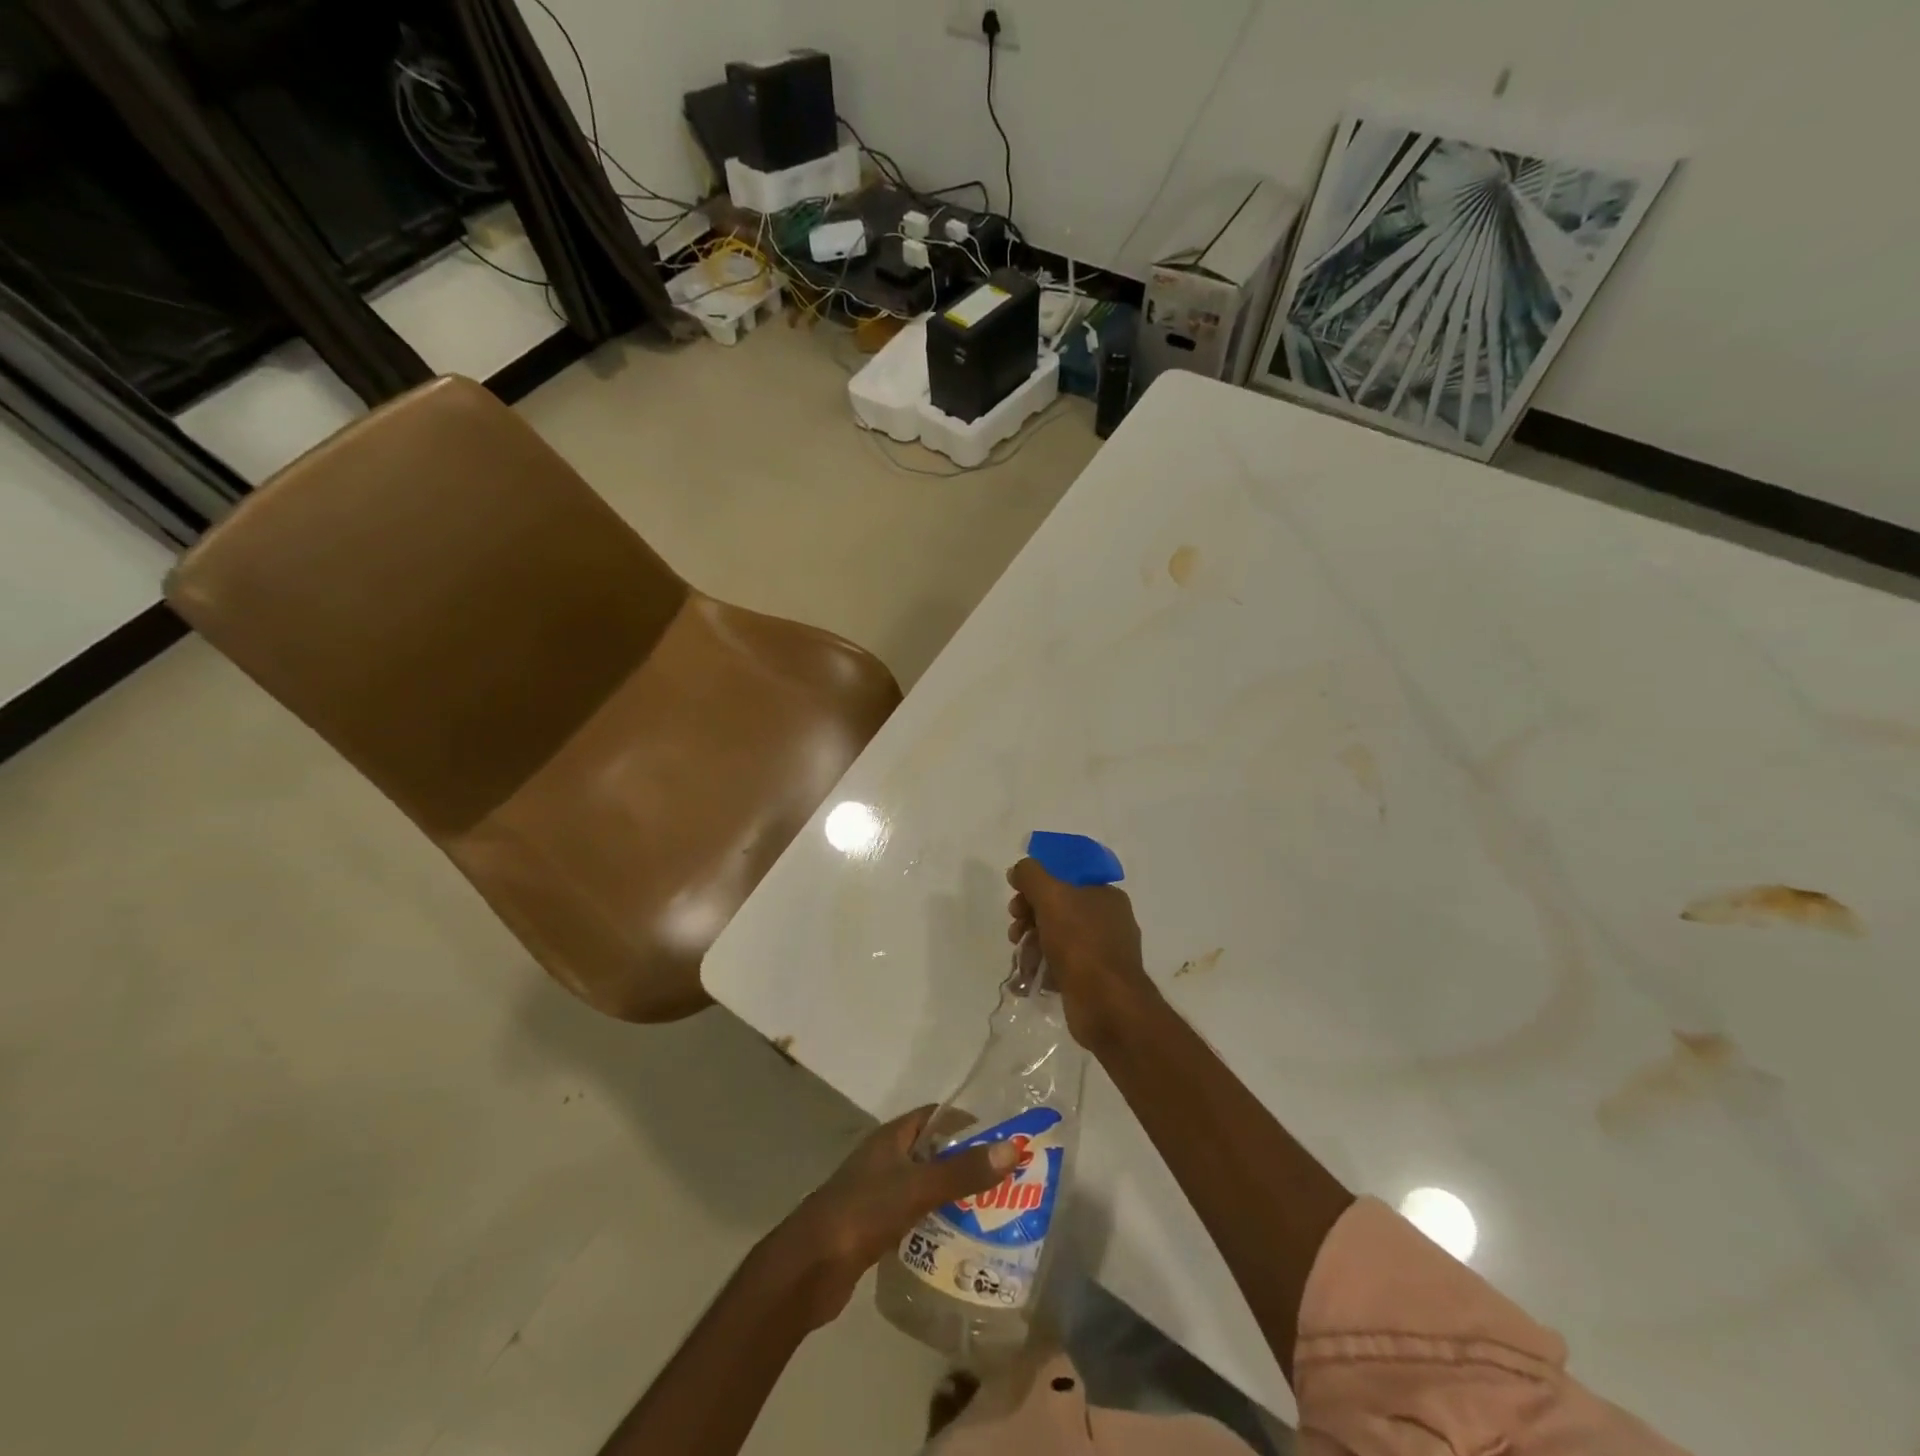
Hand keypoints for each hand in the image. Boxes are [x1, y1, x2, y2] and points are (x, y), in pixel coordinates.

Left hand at [761, 1106, 1017, 1330]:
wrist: (808, 1269)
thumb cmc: (861, 1212)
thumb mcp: (917, 1187)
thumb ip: (963, 1171)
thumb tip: (1013, 1148)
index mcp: (891, 1138)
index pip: (934, 1117)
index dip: (966, 1123)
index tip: (1001, 1139)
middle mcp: (885, 1160)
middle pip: (932, 1153)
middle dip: (965, 1164)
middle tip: (1005, 1182)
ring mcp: (878, 1195)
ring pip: (924, 1188)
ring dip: (952, 1197)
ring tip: (992, 1214)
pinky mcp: (874, 1229)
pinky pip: (914, 1218)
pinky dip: (935, 1225)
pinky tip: (959, 1243)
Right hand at [1007, 857, 1158, 1050]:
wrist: (1107, 1005)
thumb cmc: (1081, 943)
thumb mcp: (1051, 896)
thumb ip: (1031, 875)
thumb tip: (1018, 870)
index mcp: (1106, 896)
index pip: (1066, 880)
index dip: (1037, 886)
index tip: (1017, 900)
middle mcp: (1108, 921)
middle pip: (1058, 909)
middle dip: (1029, 917)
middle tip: (1015, 930)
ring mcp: (1101, 952)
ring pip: (1057, 939)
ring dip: (1031, 944)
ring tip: (1020, 957)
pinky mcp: (1092, 980)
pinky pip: (1060, 966)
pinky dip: (1042, 968)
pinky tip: (1027, 977)